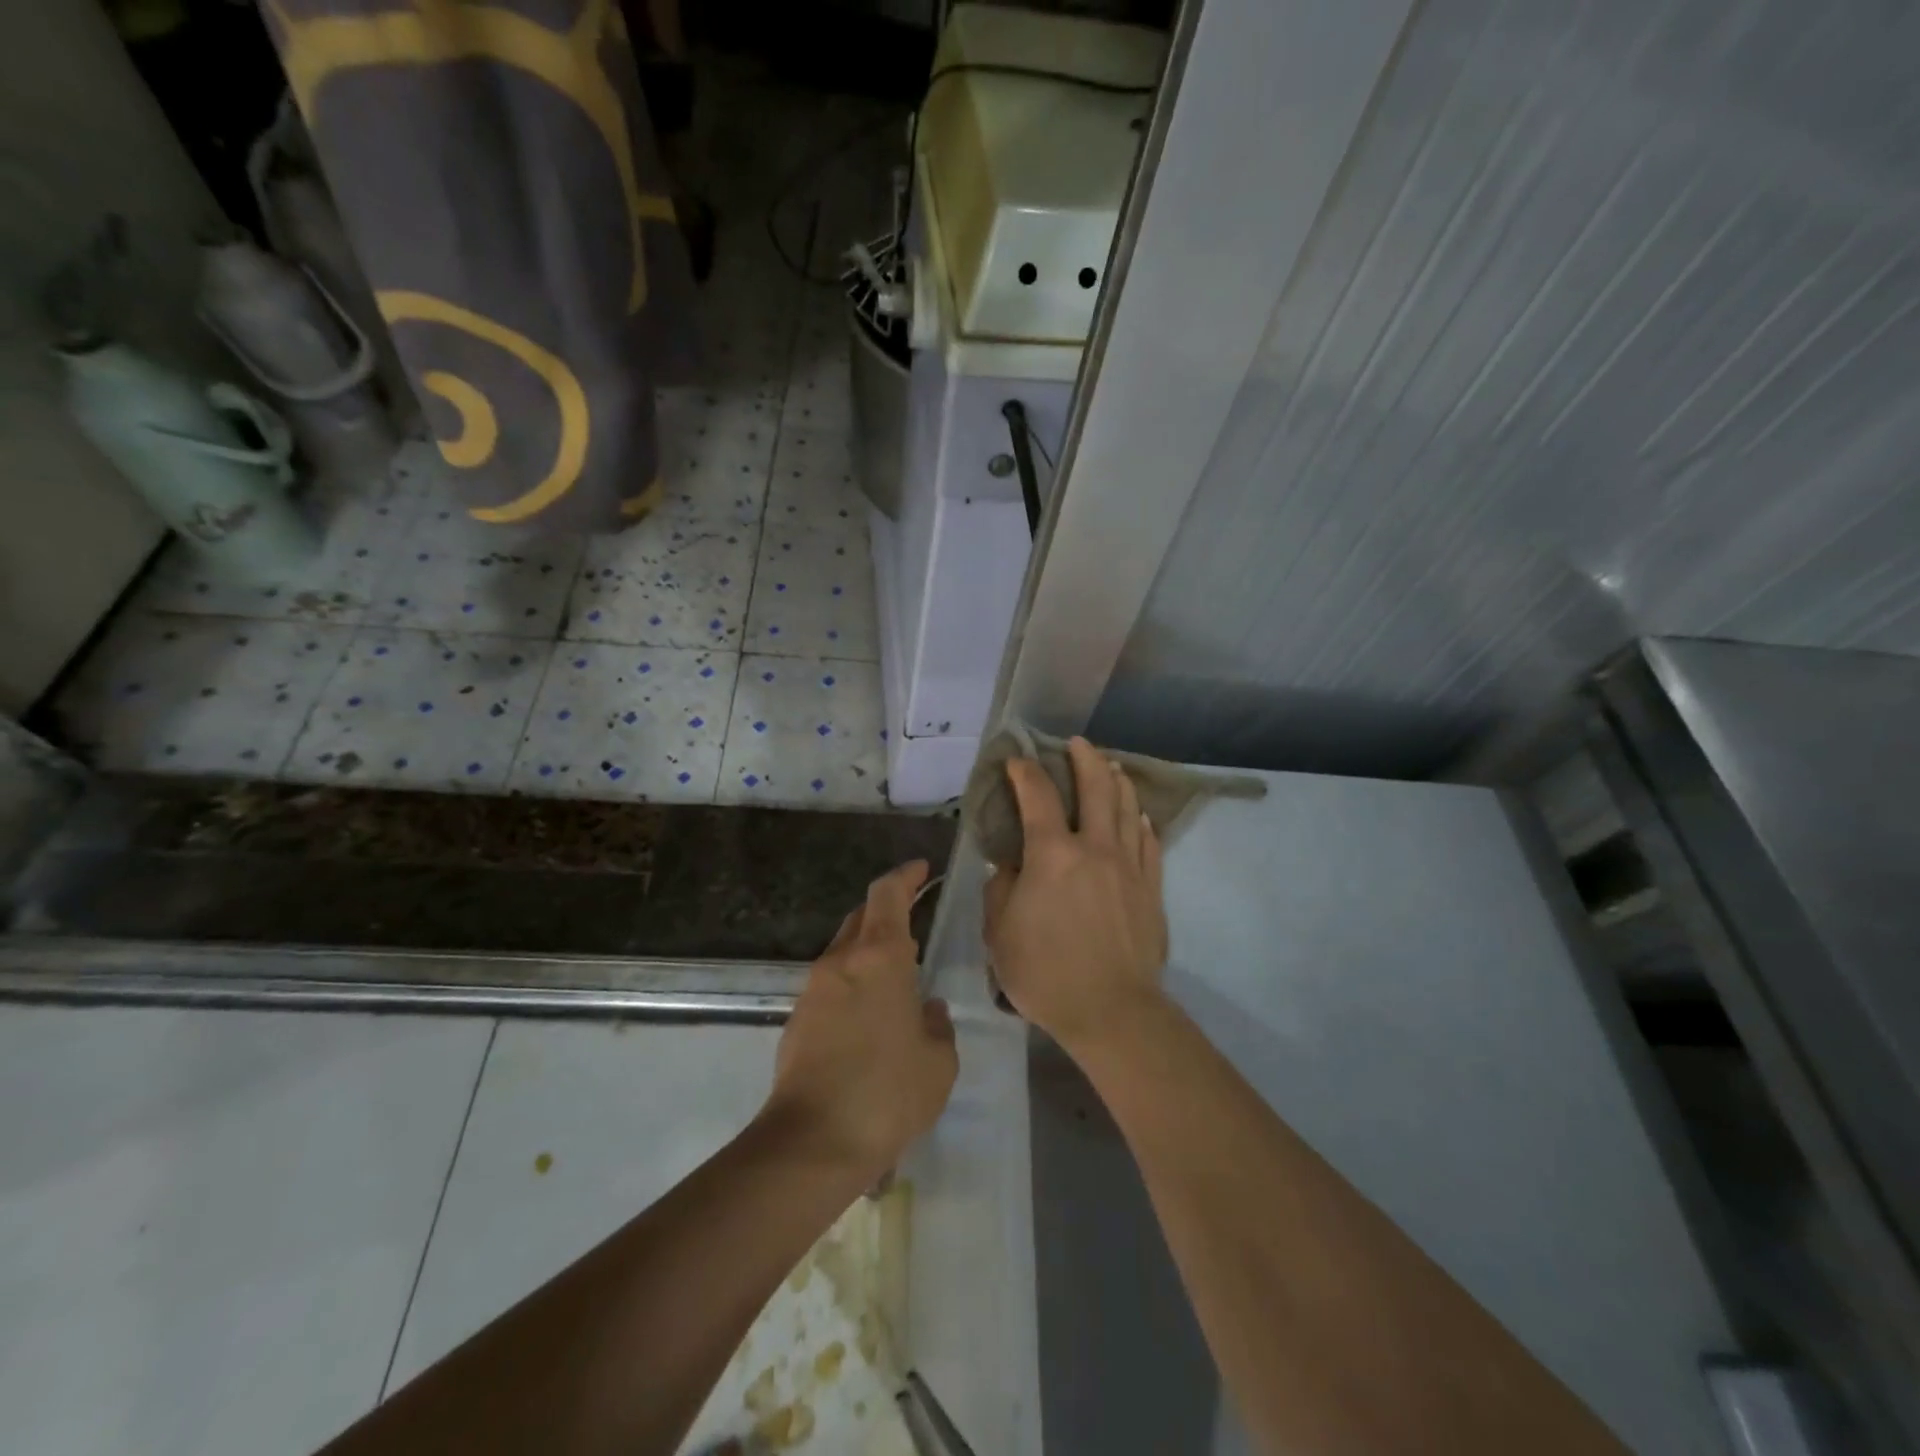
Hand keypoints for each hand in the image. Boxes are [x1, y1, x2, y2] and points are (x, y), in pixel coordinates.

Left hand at [764, 860, 957, 1181]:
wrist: (812, 1143)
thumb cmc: (887, 1093)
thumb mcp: (938, 1062)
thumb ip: (937, 1026)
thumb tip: (925, 1010)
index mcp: (880, 957)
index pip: (887, 893)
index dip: (905, 875)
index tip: (922, 869)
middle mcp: (842, 961)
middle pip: (862, 915)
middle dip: (888, 908)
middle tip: (915, 918)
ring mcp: (814, 988)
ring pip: (844, 948)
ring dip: (869, 947)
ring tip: (897, 972)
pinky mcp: (798, 1018)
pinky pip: (832, 982)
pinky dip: (854, 980)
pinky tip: (871, 1013)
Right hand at [983, 737, 1169, 1054]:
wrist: (1111, 1010)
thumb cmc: (1044, 972)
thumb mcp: (999, 932)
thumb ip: (1001, 888)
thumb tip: (1010, 865)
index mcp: (1052, 854)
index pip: (1036, 796)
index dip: (1024, 772)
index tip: (1016, 761)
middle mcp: (1095, 847)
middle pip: (1096, 787)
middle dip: (1085, 758)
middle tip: (1077, 743)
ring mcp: (1129, 866)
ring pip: (1127, 808)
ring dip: (1118, 781)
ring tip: (1112, 767)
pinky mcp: (1151, 888)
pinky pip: (1149, 842)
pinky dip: (1141, 822)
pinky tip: (1139, 816)